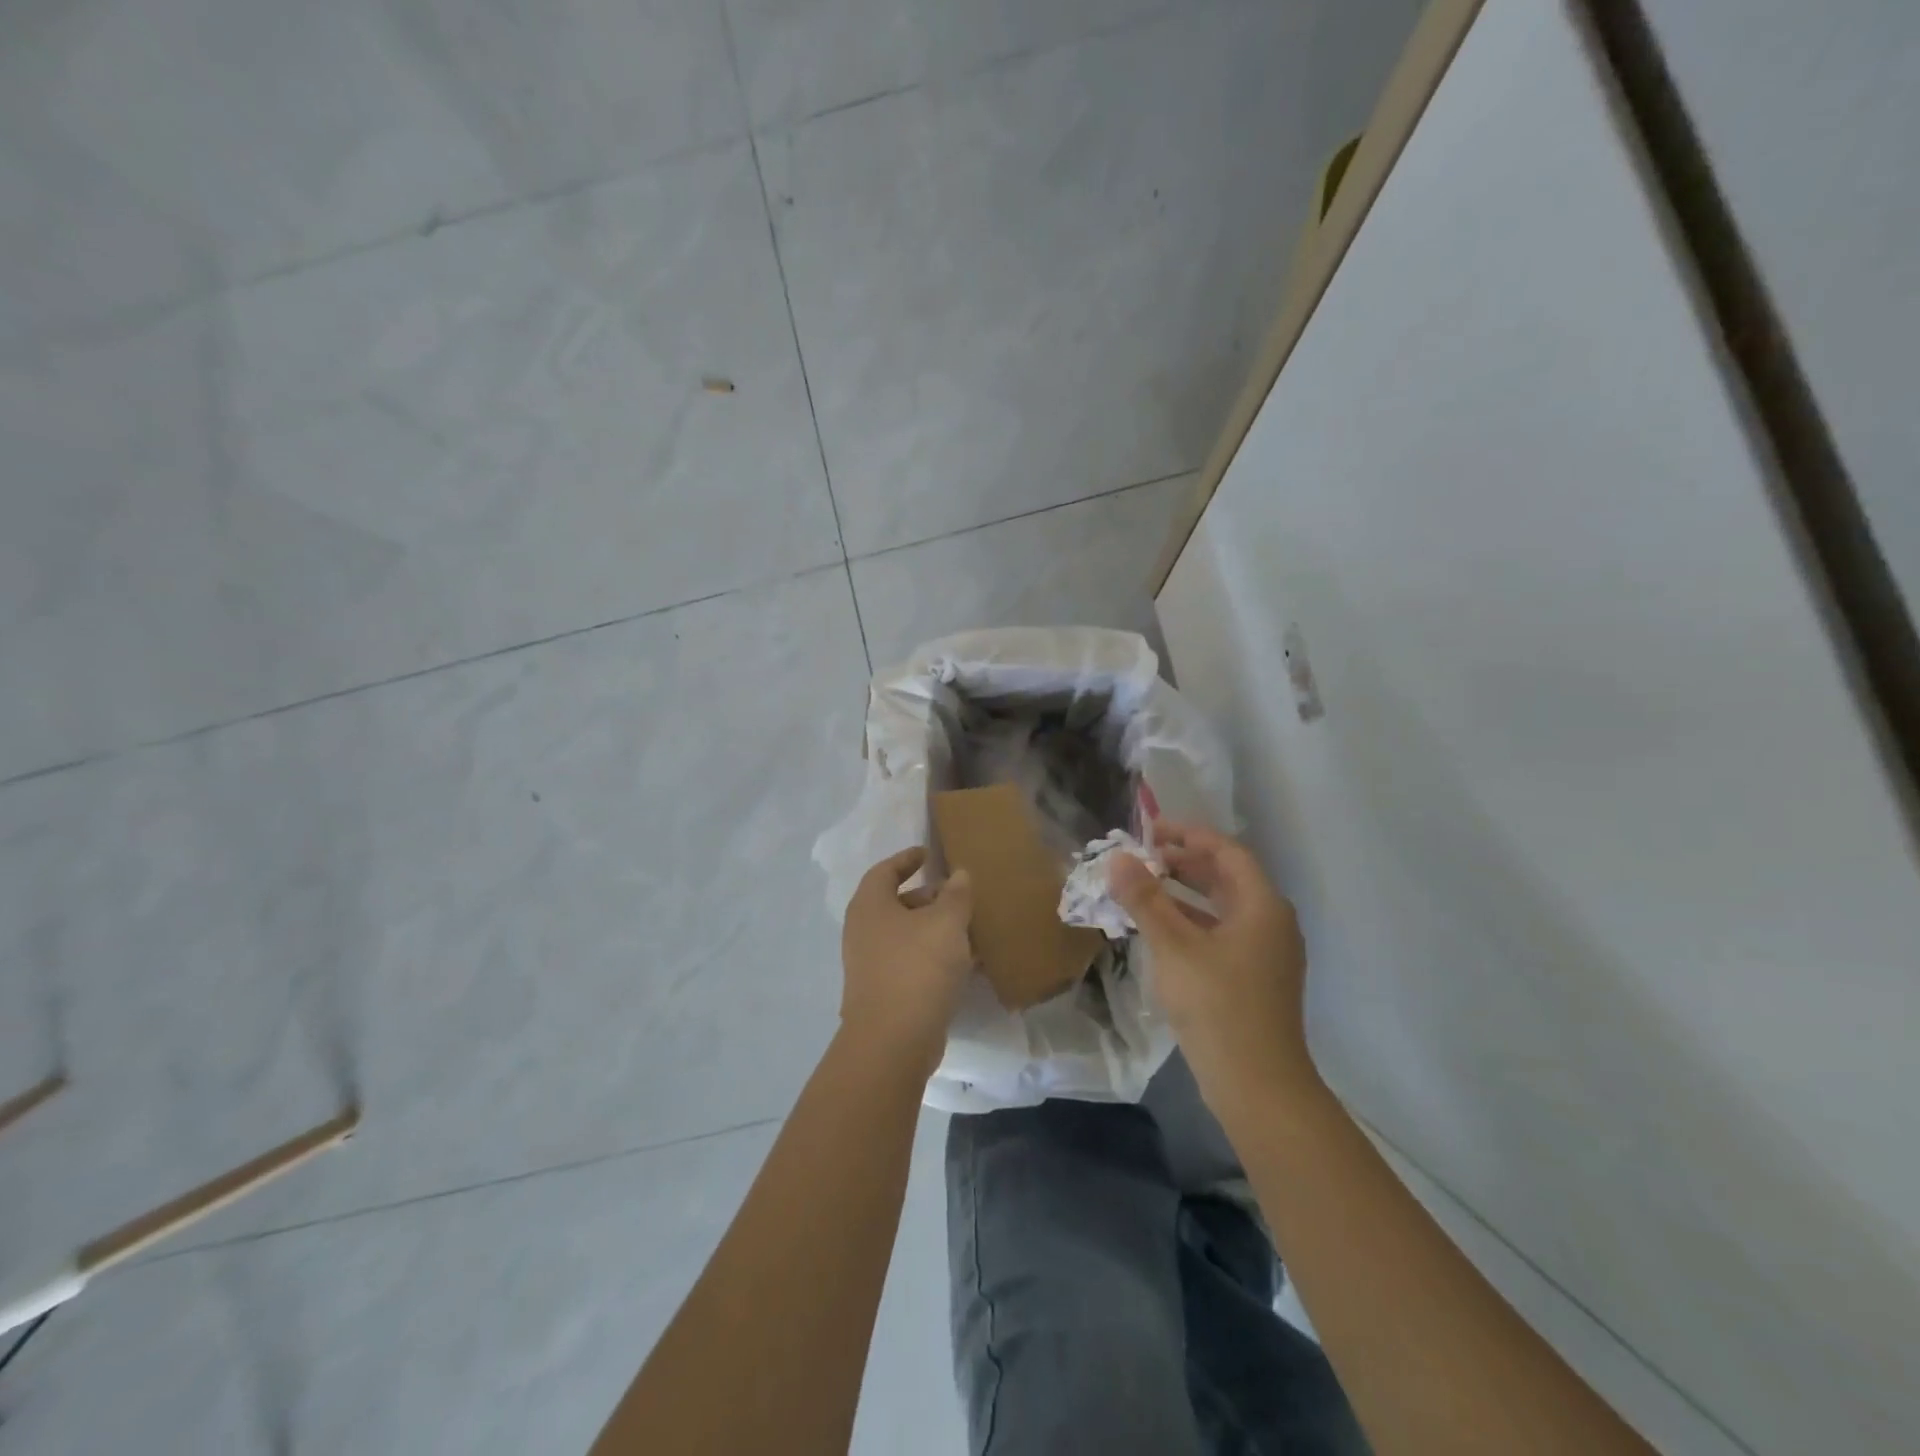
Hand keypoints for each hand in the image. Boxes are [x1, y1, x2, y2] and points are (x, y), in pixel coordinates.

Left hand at [839, 847, 974, 1078]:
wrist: (893, 1041)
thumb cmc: (917, 967)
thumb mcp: (946, 922)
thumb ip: (956, 894)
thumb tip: (959, 875)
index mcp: (870, 905)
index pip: (885, 870)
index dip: (906, 859)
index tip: (927, 854)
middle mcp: (863, 931)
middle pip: (895, 903)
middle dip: (927, 897)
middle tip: (956, 895)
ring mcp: (869, 965)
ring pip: (905, 936)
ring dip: (933, 930)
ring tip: (967, 929)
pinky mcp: (883, 993)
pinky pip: (910, 963)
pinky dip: (932, 956)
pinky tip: (962, 964)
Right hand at [1110, 823, 1320, 1121]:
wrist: (1257, 1085)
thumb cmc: (1217, 1005)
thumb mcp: (1173, 946)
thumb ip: (1145, 899)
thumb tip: (1118, 858)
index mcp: (1262, 906)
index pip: (1226, 852)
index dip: (1188, 835)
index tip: (1150, 832)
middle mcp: (1271, 923)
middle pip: (1226, 878)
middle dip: (1183, 864)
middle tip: (1141, 859)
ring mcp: (1265, 954)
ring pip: (1221, 909)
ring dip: (1183, 895)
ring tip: (1142, 890)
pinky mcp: (1254, 980)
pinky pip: (1221, 935)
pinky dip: (1190, 924)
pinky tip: (1159, 933)